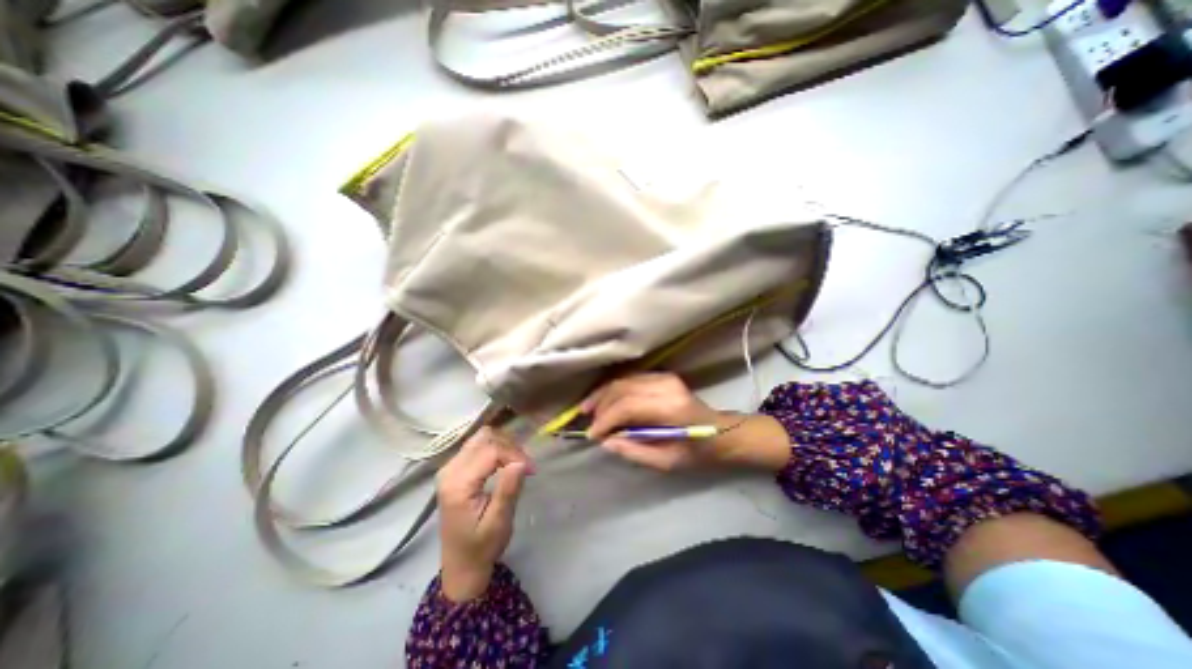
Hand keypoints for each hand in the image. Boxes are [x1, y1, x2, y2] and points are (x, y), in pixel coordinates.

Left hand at [437, 432, 532, 604]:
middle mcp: (449, 470)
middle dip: (510, 447)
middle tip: (525, 466)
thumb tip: (521, 462)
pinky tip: (505, 463)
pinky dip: (495, 448)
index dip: (514, 454)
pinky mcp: (455, 468)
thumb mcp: (498, 523)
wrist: (461, 566)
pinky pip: (477, 445)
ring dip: (503, 445)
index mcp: (458, 484)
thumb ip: (508, 490)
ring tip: (517, 463)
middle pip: (485, 438)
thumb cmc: (481, 547)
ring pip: (482, 437)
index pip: (490, 451)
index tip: (531, 470)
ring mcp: (450, 467)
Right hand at [580, 374, 789, 471]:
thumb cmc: (697, 452)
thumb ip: (634, 451)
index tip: (592, 435)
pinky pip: (630, 379)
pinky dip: (613, 388)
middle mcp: (666, 386)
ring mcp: (664, 377)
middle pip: (622, 389)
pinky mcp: (661, 376)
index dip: (606, 419)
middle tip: (588, 422)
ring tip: (587, 408)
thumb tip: (606, 442)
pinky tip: (603, 399)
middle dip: (601, 405)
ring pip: (623, 380)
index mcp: (670, 408)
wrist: (721, 431)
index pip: (628, 406)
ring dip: (603, 394)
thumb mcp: (667, 462)